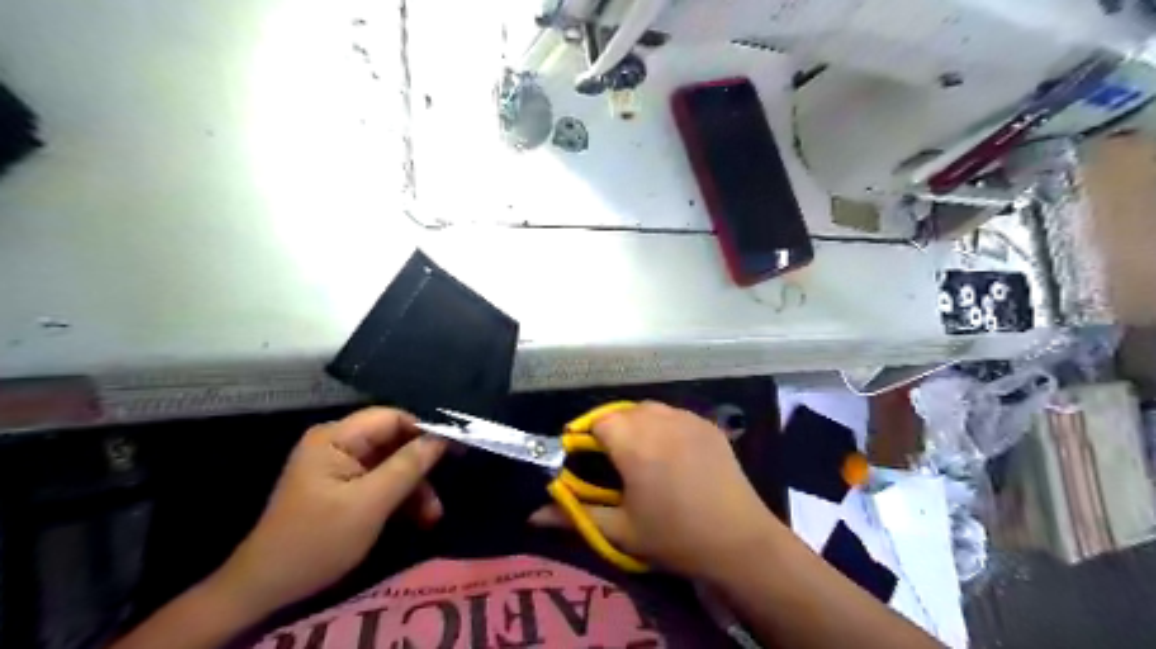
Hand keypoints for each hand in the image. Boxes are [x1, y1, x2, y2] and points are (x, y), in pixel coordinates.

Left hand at [212, 408, 444, 615]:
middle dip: (420, 466)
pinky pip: (380, 480)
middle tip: (445, 488)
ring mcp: (339, 465)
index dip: (425, 430)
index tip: (456, 449)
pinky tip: (417, 518)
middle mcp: (337, 443)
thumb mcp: (370, 503)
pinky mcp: (343, 485)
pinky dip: (399, 497)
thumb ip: (408, 466)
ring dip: (414, 487)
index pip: (392, 418)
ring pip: (391, 463)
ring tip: (432, 516)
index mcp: (335, 438)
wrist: (267, 588)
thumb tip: (443, 437)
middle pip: (394, 441)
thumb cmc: (318, 540)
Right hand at [530, 401, 774, 578]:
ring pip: (649, 409)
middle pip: (622, 411)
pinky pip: (675, 415)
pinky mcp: (708, 425)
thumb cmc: (674, 536)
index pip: (597, 421)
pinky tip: (672, 453)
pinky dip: (664, 426)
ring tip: (642, 455)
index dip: (587, 437)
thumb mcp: (620, 530)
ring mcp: (688, 418)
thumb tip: (532, 514)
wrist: (739, 541)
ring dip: (638, 424)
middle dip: (611, 430)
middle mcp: (659, 420)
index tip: (586, 460)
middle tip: (614, 463)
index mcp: (634, 442)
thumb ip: (575, 514)